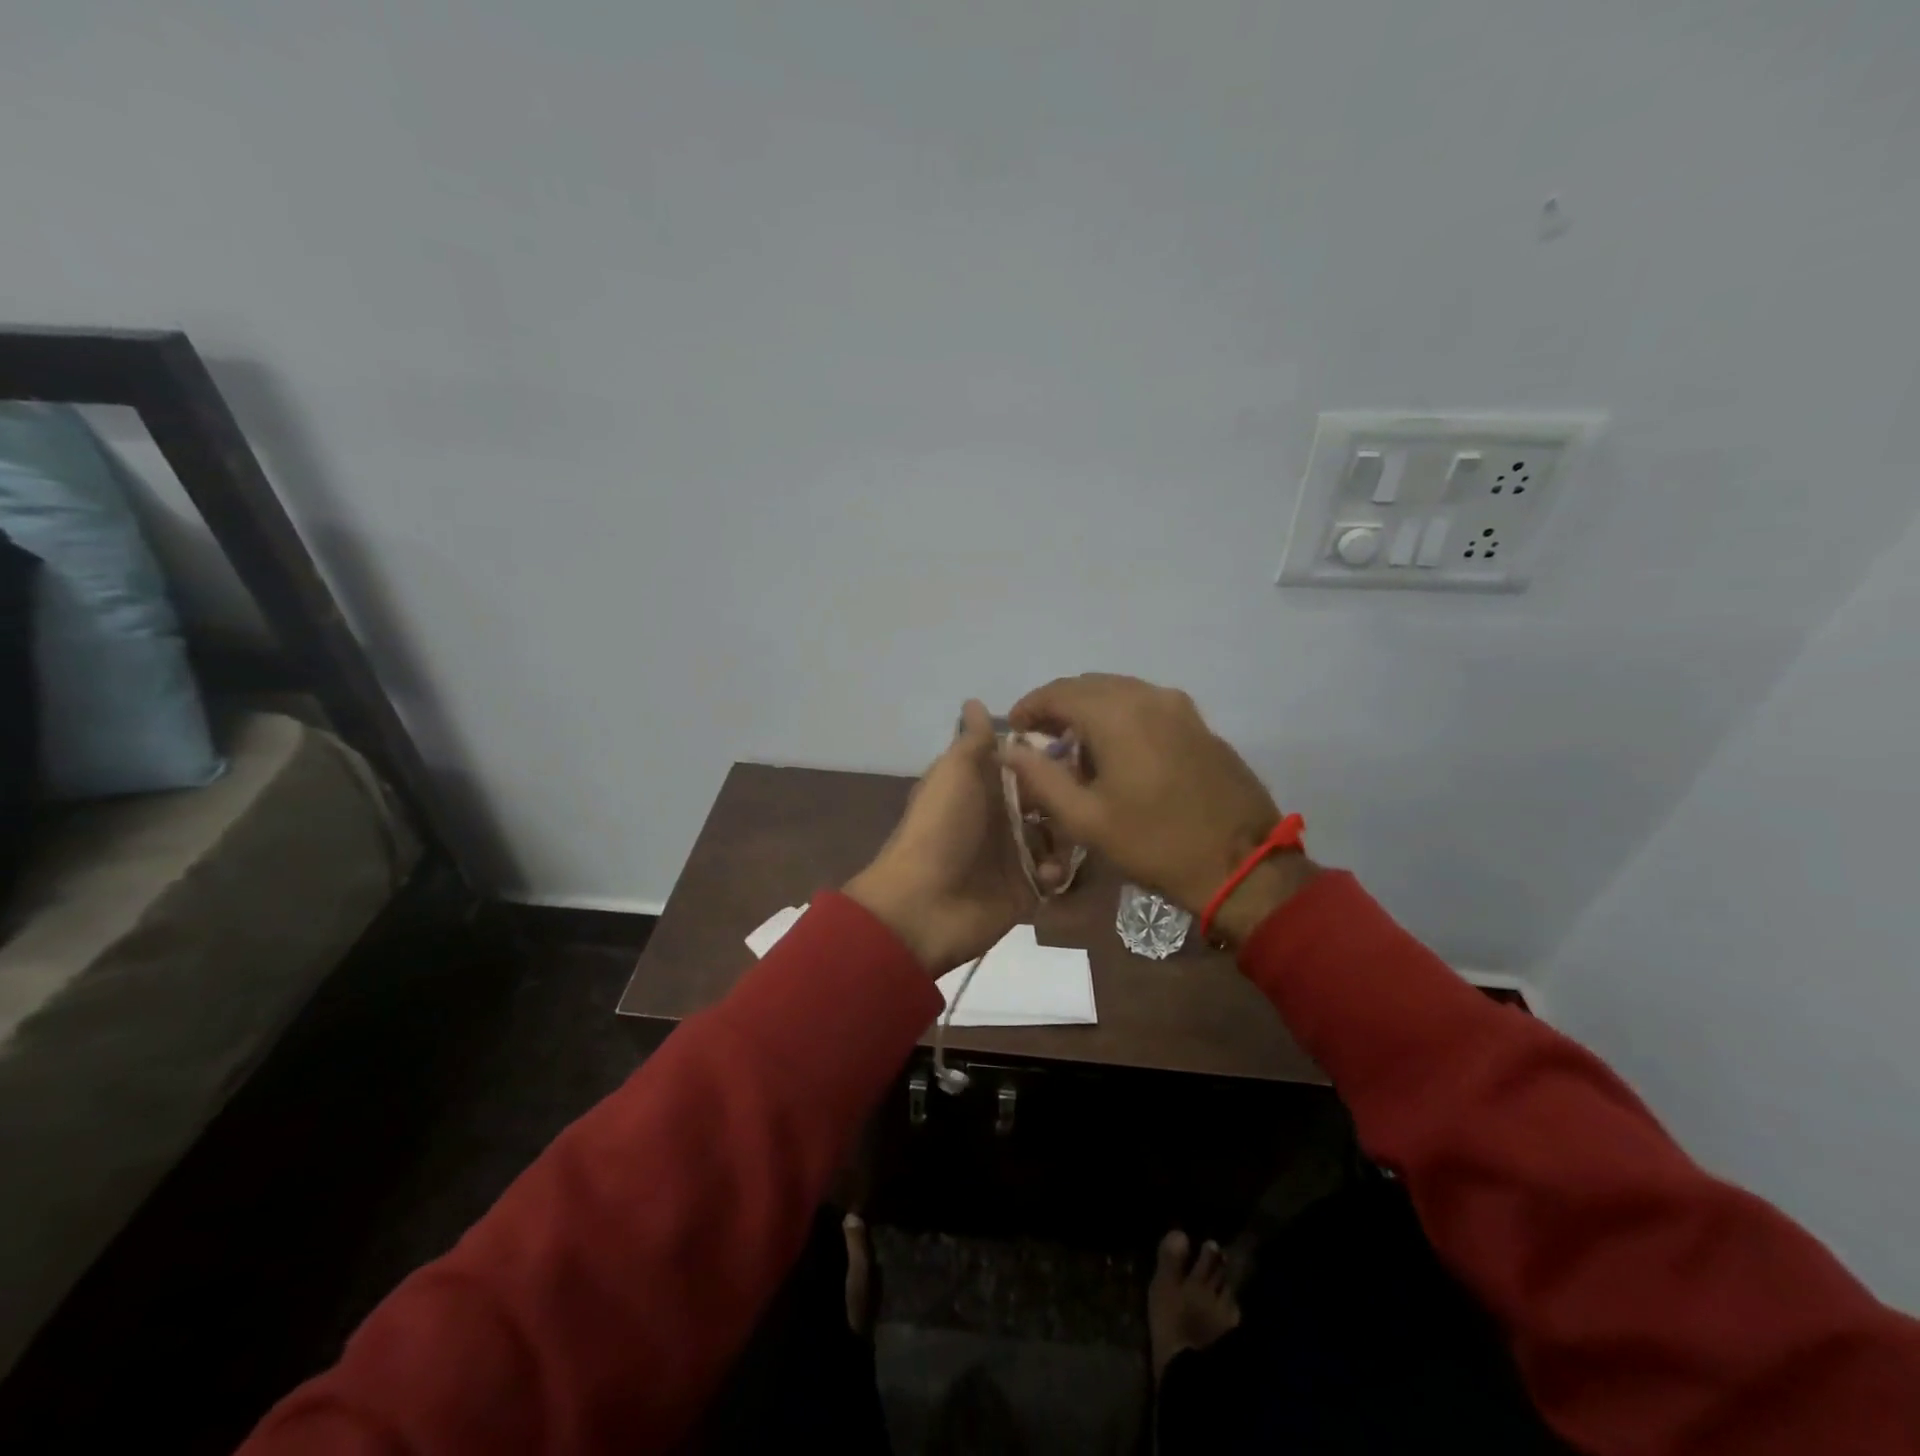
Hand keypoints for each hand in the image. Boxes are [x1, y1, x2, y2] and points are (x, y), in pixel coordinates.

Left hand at [845, 701, 1066, 974]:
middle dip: (1067, 798)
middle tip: (1086, 797)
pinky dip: (1057, 873)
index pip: (1026, 765)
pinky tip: (1049, 874)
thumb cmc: (941, 829)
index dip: (1050, 757)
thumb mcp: (955, 773)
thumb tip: (975, 701)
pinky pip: (1054, 877)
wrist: (923, 906)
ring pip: (1058, 838)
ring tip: (1071, 838)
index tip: (1081, 750)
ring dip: (1067, 837)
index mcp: (982, 787)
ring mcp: (1013, 857)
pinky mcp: (1024, 892)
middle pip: (1048, 801)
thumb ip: (972, 740)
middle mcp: (1000, 818)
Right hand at [1003, 674, 1314, 945]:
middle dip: (1058, 706)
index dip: (1029, 707)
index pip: (1058, 692)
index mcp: (1117, 714)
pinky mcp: (1198, 722)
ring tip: (1074, 747)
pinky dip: (1120, 715)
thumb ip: (1041, 778)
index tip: (1014, 731)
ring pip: (1119, 691)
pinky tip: (1116, 750)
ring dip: (1089, 709)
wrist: (1241, 863)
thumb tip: (1011, 749)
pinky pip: (1146, 704)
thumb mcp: (1086, 819)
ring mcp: (1179, 706)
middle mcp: (1148, 696)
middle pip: (1088, 685)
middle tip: (1040, 740)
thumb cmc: (1155, 843)